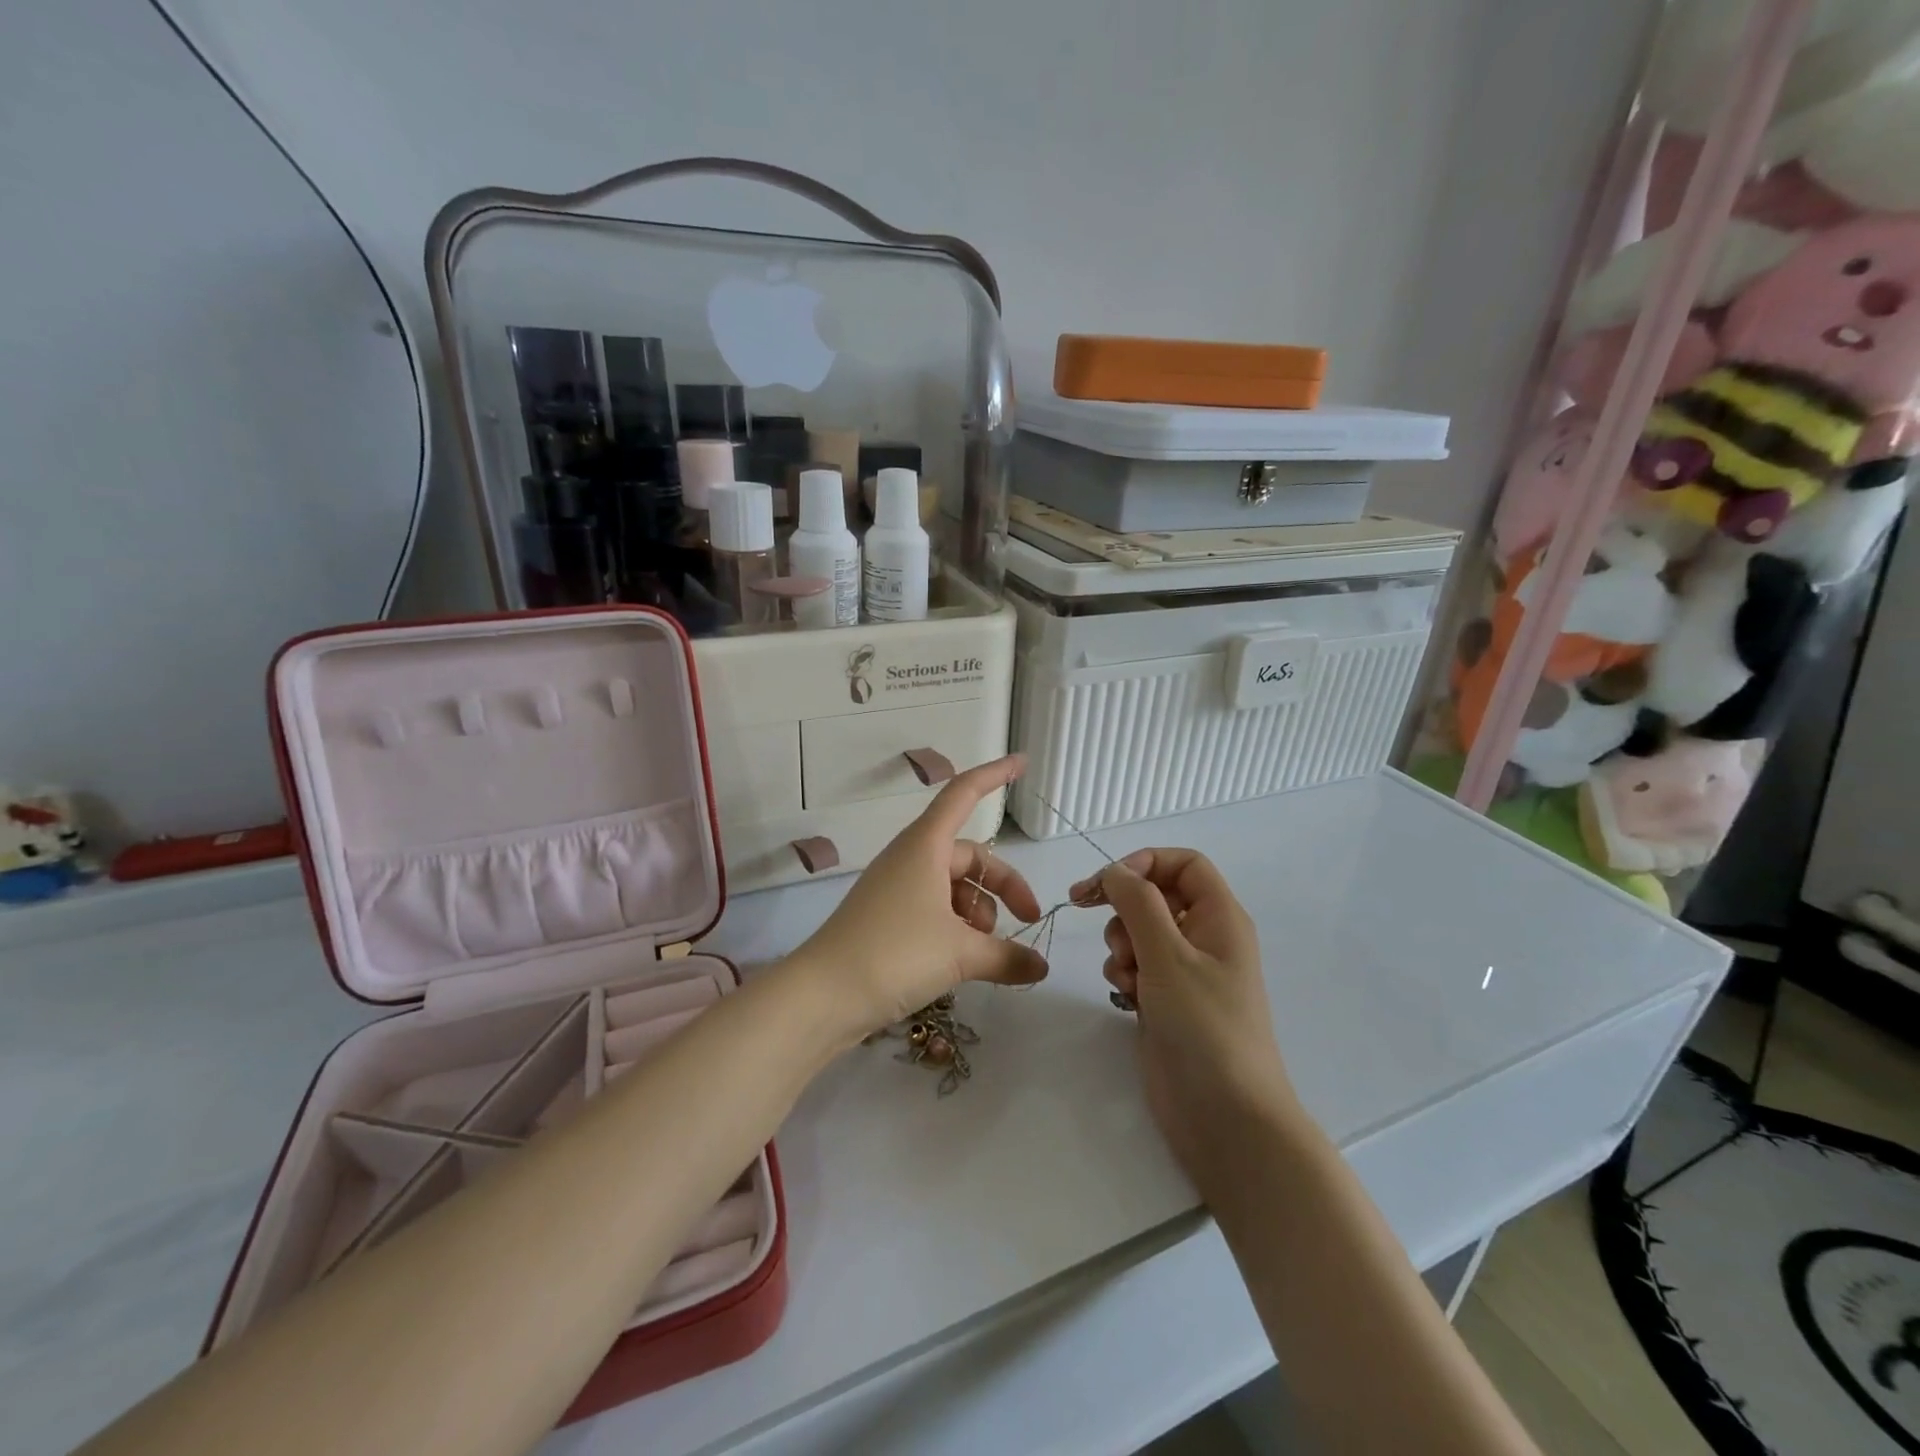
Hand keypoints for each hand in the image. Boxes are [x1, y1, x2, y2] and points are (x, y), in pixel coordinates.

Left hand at [788, 755, 1048, 1043]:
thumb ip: (1007, 956)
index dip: (995, 775)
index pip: (964, 793)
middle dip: (1003, 884)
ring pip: (954, 887)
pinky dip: (958, 929)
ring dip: (980, 913)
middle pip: (969, 855)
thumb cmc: (894, 954)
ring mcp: (897, 890)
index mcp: (925, 846)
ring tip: (988, 951)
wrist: (822, 997)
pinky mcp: (888, 920)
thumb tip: (1042, 967)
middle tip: (1029, 917)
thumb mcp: (960, 954)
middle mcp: (911, 859)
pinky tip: (968, 961)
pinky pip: (936, 910)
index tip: (1024, 762)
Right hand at [1069, 849, 1300, 1183]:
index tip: (1106, 883)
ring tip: (1127, 976)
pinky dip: (1124, 974)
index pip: (1183, 864)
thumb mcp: (1168, 955)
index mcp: (1220, 917)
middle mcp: (1205, 937)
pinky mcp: (1167, 1001)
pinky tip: (1126, 998)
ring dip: (1121, 945)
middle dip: (1125, 909)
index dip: (1144, 863)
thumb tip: (1115, 871)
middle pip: (1156, 896)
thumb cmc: (1204, 1026)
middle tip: (1105, 930)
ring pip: (1140, 932)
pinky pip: (1137, 966)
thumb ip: (1137, 903)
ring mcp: (1186, 972)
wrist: (1225, 1117)